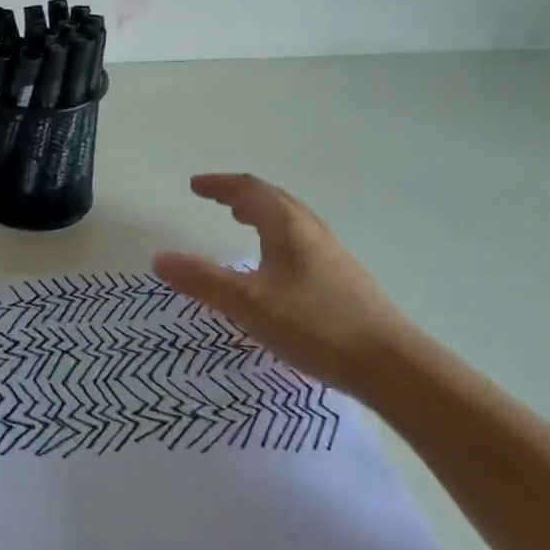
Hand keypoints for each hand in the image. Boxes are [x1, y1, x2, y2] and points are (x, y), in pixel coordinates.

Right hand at [153, 174, 425, 396]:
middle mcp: (312, 232)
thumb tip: (159, 259)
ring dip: (263, 215)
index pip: (250, 190)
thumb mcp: (248, 304)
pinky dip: (278, 238)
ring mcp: (333, 255)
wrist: (391, 364)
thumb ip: (202, 281)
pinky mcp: (345, 280)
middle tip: (217, 200)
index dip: (219, 185)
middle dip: (241, 196)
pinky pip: (302, 243)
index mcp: (288, 226)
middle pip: (274, 200)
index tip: (194, 186)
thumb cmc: (314, 325)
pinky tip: (277, 269)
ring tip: (243, 224)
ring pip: (291, 221)